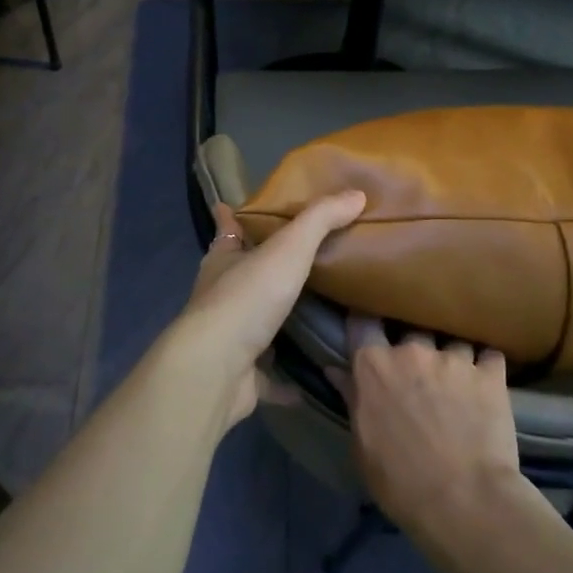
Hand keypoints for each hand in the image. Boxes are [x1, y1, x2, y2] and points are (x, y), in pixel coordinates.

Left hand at [172, 193, 364, 427]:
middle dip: (261, 268)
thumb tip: (356, 194)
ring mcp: (228, 339)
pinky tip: (311, 378)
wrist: (216, 369)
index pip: (226, 229)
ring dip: (276, 320)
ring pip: (254, 324)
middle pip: (241, 275)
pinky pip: (268, 375)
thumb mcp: (289, 248)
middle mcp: (220, 296)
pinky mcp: (240, 376)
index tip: (234, 206)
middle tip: (299, 262)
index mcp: (223, 260)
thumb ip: (321, 220)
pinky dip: (285, 378)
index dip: (230, 217)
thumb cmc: (247, 298)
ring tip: (315, 314)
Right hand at [330, 316, 519, 541]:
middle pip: (411, 327)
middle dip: (414, 343)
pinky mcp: (491, 373)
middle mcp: (412, 350)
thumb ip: (352, 400)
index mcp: (374, 366)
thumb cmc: (401, 481)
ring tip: (457, 378)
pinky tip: (487, 381)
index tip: (370, 327)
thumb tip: (336, 370)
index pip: (362, 322)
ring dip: (452, 356)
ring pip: (451, 339)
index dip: (366, 322)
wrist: (466, 502)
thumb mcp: (363, 445)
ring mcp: (455, 358)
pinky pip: (489, 355)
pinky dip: (486, 366)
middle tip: (418, 367)